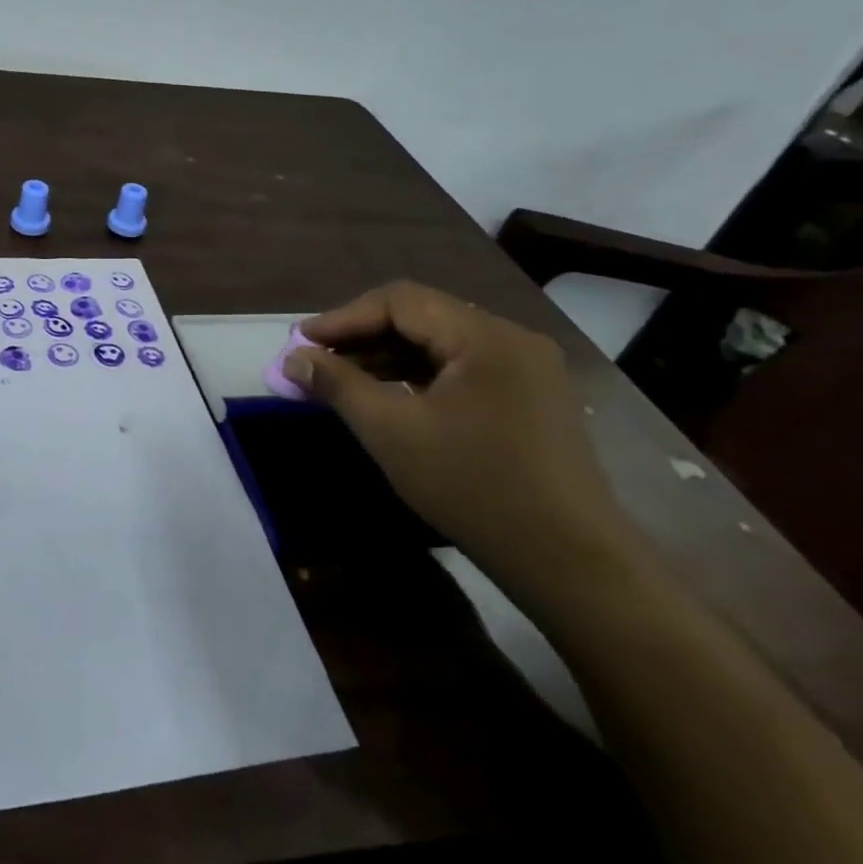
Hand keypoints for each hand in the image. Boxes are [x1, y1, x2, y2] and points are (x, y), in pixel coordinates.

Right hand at [283, 280, 636, 587]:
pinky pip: (463, 369)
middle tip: (316, 361)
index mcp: (485, 336)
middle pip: (423, 317)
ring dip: (389, 355)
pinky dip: (420, 375)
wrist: (569, 562)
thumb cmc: (473, 488)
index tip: (301, 343)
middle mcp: (512, 339)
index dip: (344, 318)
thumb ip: (338, 385)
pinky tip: (390, 395)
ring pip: (442, 344)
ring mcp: (527, 369)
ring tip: (343, 379)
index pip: (401, 301)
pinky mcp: (531, 398)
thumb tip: (293, 358)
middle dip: (364, 336)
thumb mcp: (392, 433)